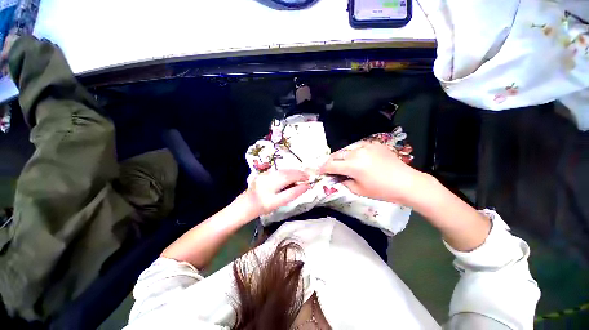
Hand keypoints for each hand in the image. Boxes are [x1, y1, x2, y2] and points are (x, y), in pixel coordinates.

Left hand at [245, 169, 310, 215]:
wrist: (247, 204)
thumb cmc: (264, 205)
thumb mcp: (280, 202)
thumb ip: (293, 193)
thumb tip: (306, 186)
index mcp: (273, 183)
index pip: (291, 177)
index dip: (301, 177)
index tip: (309, 179)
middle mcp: (270, 176)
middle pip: (289, 172)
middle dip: (299, 174)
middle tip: (307, 178)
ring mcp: (267, 173)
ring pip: (284, 170)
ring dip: (294, 173)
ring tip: (300, 178)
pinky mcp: (266, 173)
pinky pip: (280, 171)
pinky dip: (288, 173)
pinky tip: (290, 178)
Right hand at [319, 141, 428, 205]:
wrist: (406, 183)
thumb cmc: (382, 190)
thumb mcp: (359, 190)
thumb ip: (344, 182)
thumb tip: (337, 177)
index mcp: (353, 165)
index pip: (331, 165)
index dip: (323, 169)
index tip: (319, 172)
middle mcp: (357, 152)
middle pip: (336, 154)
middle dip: (330, 162)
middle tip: (328, 168)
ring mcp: (366, 146)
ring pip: (346, 149)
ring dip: (341, 156)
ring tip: (341, 163)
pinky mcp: (374, 144)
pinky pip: (358, 147)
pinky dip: (353, 153)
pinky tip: (356, 159)